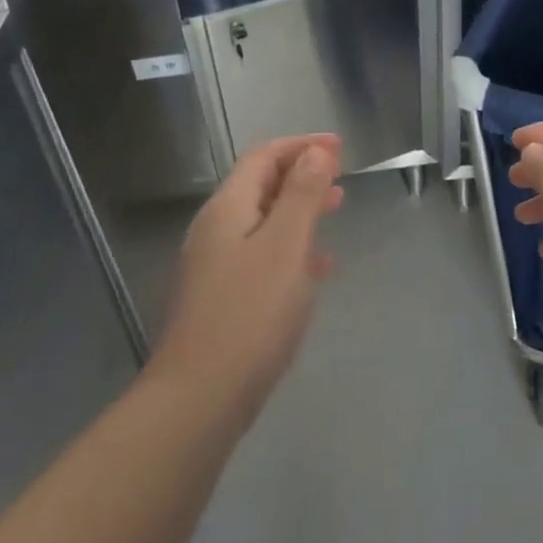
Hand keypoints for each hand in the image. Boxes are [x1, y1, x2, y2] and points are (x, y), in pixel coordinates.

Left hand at [151, 134, 344, 417]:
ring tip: (336, 209)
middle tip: (342, 175)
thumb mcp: (285, 246)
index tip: (339, 146)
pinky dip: (292, 248)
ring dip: (300, 209)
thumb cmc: (250, 313)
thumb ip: (302, 195)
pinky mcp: (224, 298)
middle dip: (302, 174)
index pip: (263, 158)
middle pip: (261, 186)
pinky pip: (263, 255)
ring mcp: (216, 266)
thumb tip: (316, 152)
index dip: (301, 145)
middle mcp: (216, 230)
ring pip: (264, 221)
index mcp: (227, 209)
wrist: (200, 397)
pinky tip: (317, 266)